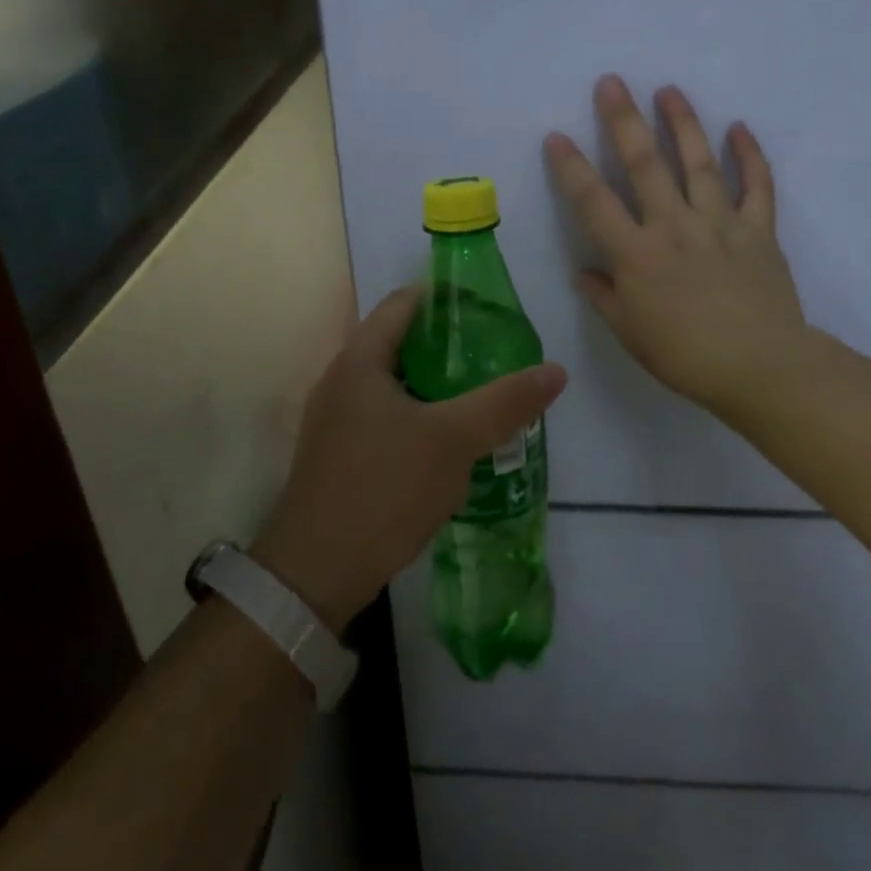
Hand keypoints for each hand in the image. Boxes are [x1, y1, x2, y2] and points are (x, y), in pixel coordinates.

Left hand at [253, 288, 567, 632]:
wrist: (316, 572)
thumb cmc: (383, 489)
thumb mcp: (454, 441)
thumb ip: (504, 402)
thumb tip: (555, 370)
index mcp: (359, 360)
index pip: (403, 303)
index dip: (445, 298)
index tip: (486, 310)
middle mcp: (340, 380)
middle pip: (398, 342)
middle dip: (445, 345)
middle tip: (493, 355)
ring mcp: (333, 419)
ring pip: (392, 384)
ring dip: (432, 384)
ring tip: (477, 396)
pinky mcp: (336, 454)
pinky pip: (382, 416)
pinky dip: (415, 415)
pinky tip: (445, 442)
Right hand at [545, 75, 809, 432]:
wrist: (760, 367)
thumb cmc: (684, 355)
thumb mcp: (630, 332)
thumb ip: (604, 296)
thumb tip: (584, 272)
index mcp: (637, 253)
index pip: (594, 201)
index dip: (572, 168)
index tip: (557, 136)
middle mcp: (674, 226)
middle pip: (645, 164)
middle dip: (623, 120)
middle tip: (611, 82)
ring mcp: (719, 223)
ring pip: (698, 162)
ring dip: (682, 123)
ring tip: (669, 90)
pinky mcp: (758, 230)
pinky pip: (756, 186)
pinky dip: (749, 156)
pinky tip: (739, 128)